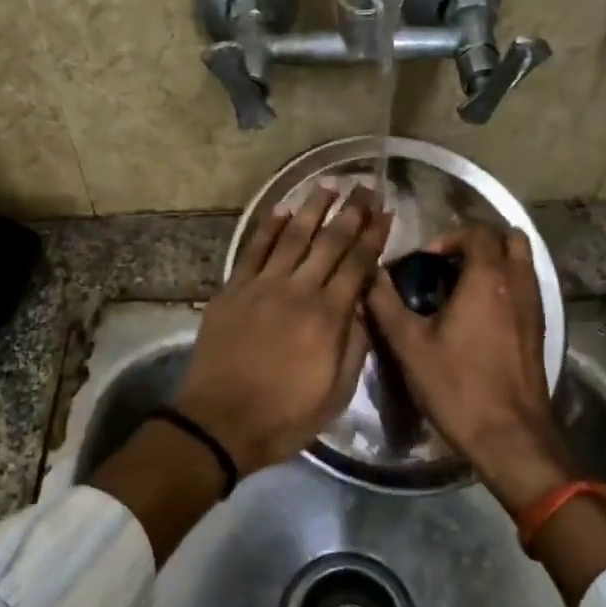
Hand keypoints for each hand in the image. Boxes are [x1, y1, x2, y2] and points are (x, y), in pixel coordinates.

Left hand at [174, 185, 391, 476]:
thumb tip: (361, 302)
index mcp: (328, 317)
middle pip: (329, 242)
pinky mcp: (233, 290)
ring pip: (292, 237)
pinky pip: (253, 250)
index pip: (357, 265)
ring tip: (328, 184)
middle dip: (350, 212)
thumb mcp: (336, 392)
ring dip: (312, 208)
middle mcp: (297, 291)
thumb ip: (354, 343)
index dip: (373, 236)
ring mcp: (261, 287)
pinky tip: (281, 210)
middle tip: (364, 186)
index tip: (385, 212)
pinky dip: (268, 227)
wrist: (220, 422)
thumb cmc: (285, 415)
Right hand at [365, 224, 573, 511]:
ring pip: (522, 262)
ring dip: (494, 262)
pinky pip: (525, 287)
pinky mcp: (539, 329)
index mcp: (488, 277)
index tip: (423, 261)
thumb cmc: (457, 386)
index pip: (476, 230)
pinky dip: (505, 285)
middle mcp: (518, 283)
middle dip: (478, 241)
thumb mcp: (409, 345)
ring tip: (460, 287)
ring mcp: (535, 306)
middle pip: (509, 238)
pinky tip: (478, 315)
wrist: (510, 435)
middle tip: (448, 263)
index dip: (447, 236)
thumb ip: (386, 304)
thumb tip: (370, 276)